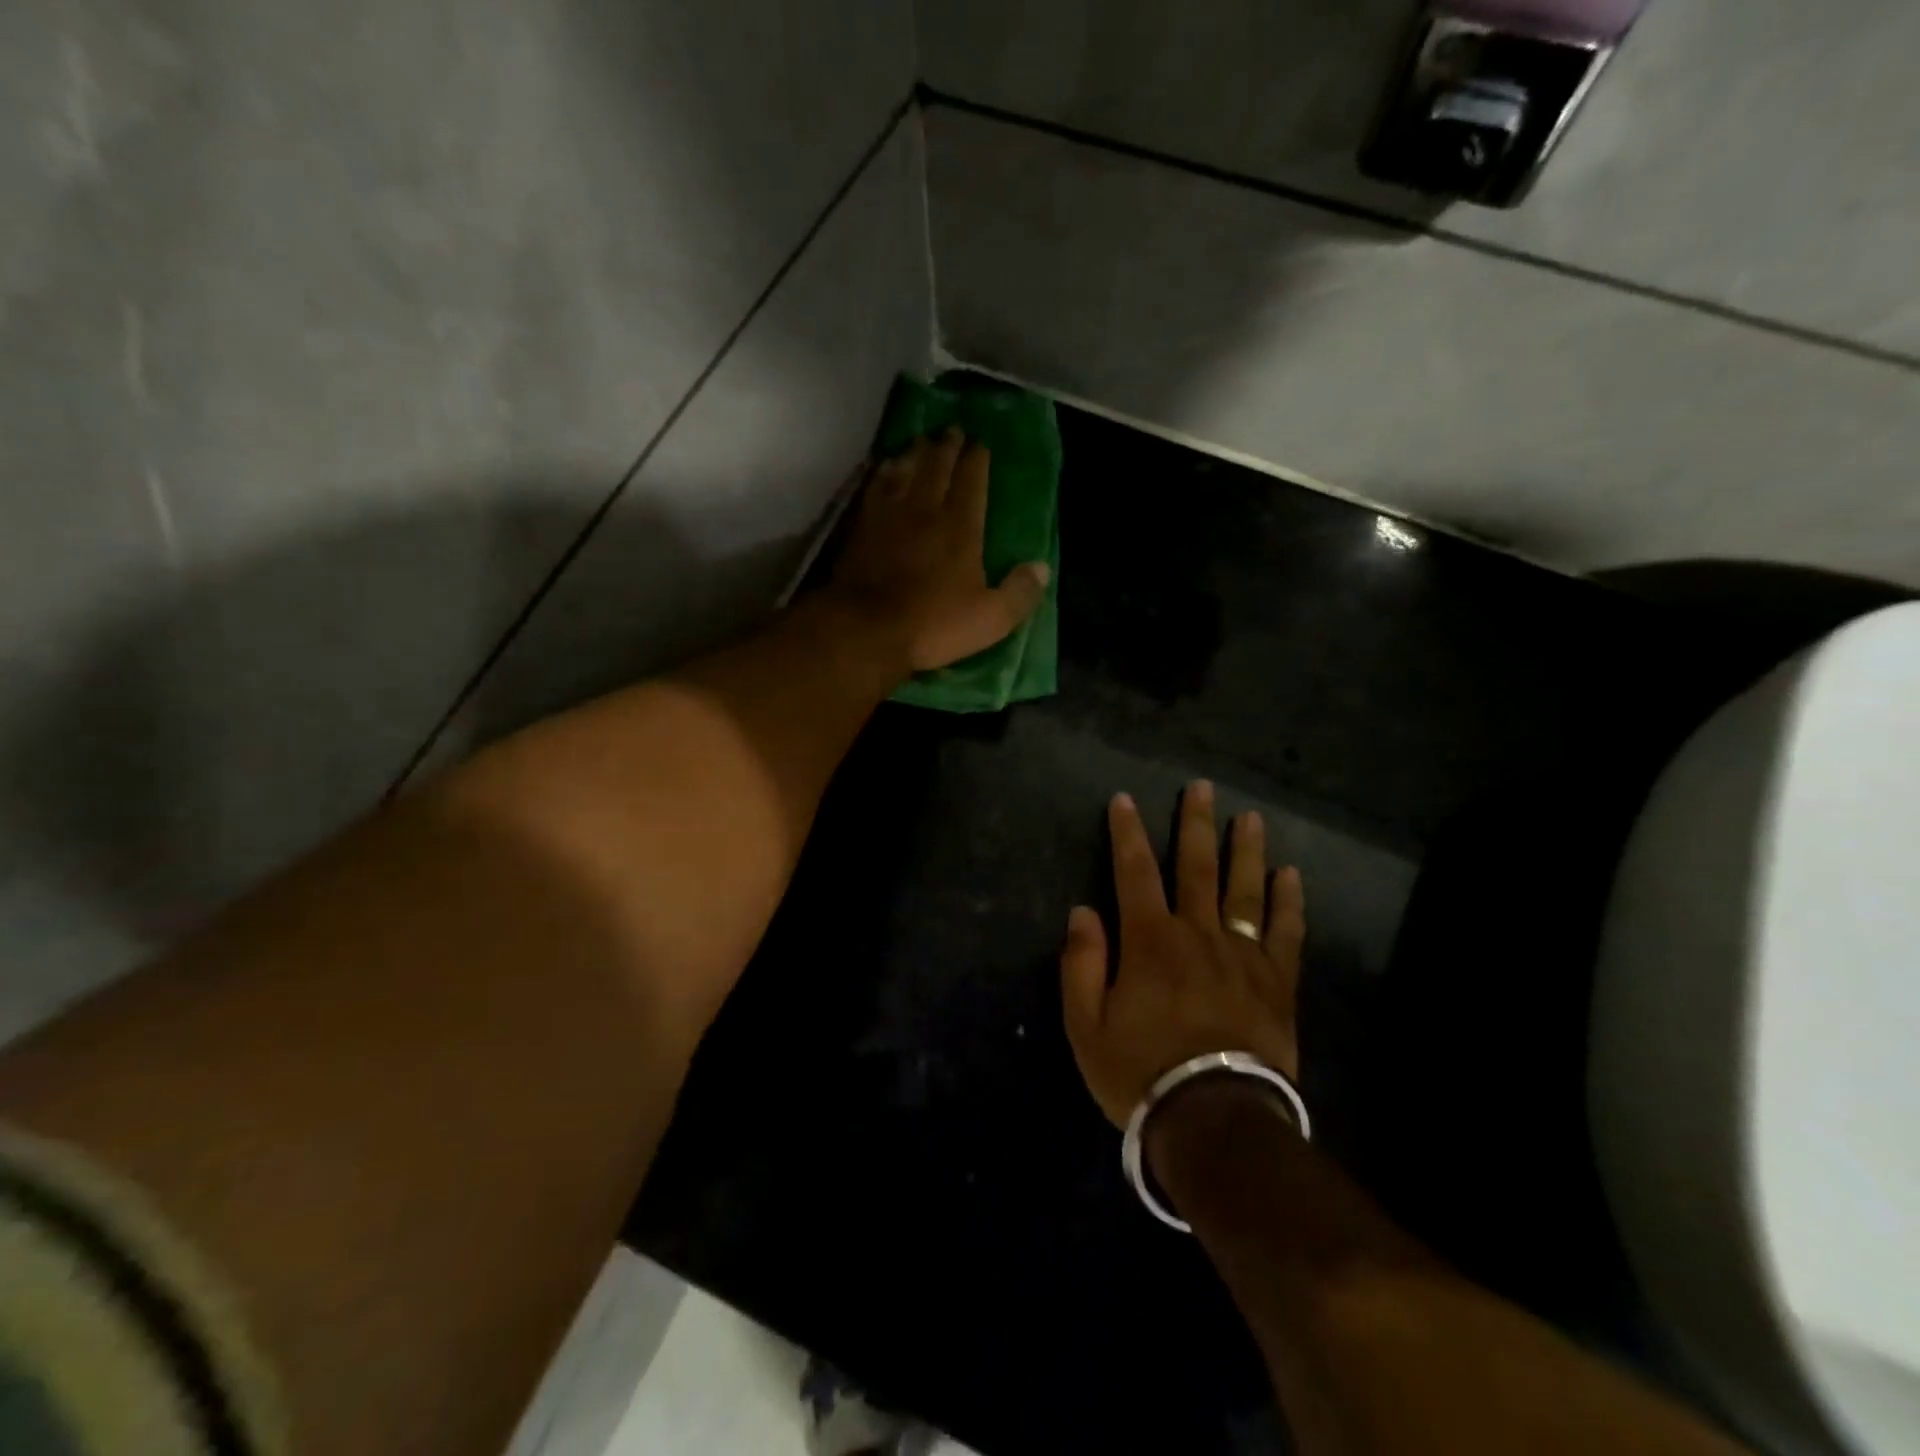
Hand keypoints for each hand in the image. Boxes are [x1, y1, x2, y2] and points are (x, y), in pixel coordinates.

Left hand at [828, 430, 1050, 673]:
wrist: (866, 629)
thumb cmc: (932, 625)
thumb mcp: (989, 619)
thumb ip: (1019, 592)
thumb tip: (1042, 568)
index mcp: (960, 528)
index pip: (972, 482)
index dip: (977, 460)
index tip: (981, 443)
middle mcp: (925, 510)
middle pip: (937, 468)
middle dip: (948, 447)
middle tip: (953, 429)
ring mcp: (890, 515)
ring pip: (905, 471)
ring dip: (915, 453)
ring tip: (922, 441)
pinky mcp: (862, 527)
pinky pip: (876, 487)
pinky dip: (884, 472)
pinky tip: (886, 467)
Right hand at [1061, 782, 1304, 1127]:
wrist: (1215, 1120)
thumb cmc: (1141, 1073)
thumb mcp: (1086, 1026)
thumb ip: (1081, 964)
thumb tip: (1082, 911)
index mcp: (1149, 941)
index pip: (1134, 872)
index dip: (1127, 833)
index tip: (1124, 800)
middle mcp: (1197, 934)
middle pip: (1196, 868)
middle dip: (1195, 825)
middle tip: (1202, 788)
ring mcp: (1243, 956)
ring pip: (1244, 890)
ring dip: (1245, 850)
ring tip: (1249, 816)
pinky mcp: (1276, 983)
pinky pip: (1286, 933)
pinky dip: (1289, 902)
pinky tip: (1290, 875)